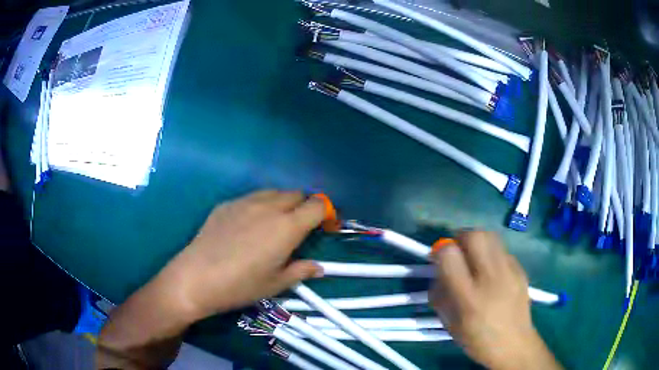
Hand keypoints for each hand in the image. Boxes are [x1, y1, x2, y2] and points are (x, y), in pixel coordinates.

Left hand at [152, 190, 325, 321]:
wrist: (197, 277)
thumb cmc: (241, 285)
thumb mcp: (276, 283)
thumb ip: (301, 271)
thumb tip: (318, 268)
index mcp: (287, 227)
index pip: (316, 205)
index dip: (325, 213)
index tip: (324, 226)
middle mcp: (269, 207)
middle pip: (296, 194)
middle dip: (304, 206)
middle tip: (298, 228)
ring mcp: (245, 202)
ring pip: (273, 192)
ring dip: (282, 203)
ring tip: (274, 224)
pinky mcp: (226, 204)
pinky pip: (251, 197)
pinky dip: (260, 205)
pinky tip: (248, 225)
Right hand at [429, 231, 560, 369]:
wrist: (514, 344)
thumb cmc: (477, 339)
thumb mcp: (449, 323)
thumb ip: (439, 294)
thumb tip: (438, 271)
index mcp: (468, 297)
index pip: (449, 255)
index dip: (440, 251)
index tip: (437, 258)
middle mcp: (490, 278)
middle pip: (475, 236)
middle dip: (460, 237)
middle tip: (457, 250)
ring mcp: (509, 271)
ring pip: (491, 236)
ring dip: (477, 241)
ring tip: (474, 256)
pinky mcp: (521, 269)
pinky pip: (502, 250)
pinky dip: (492, 253)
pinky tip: (491, 270)